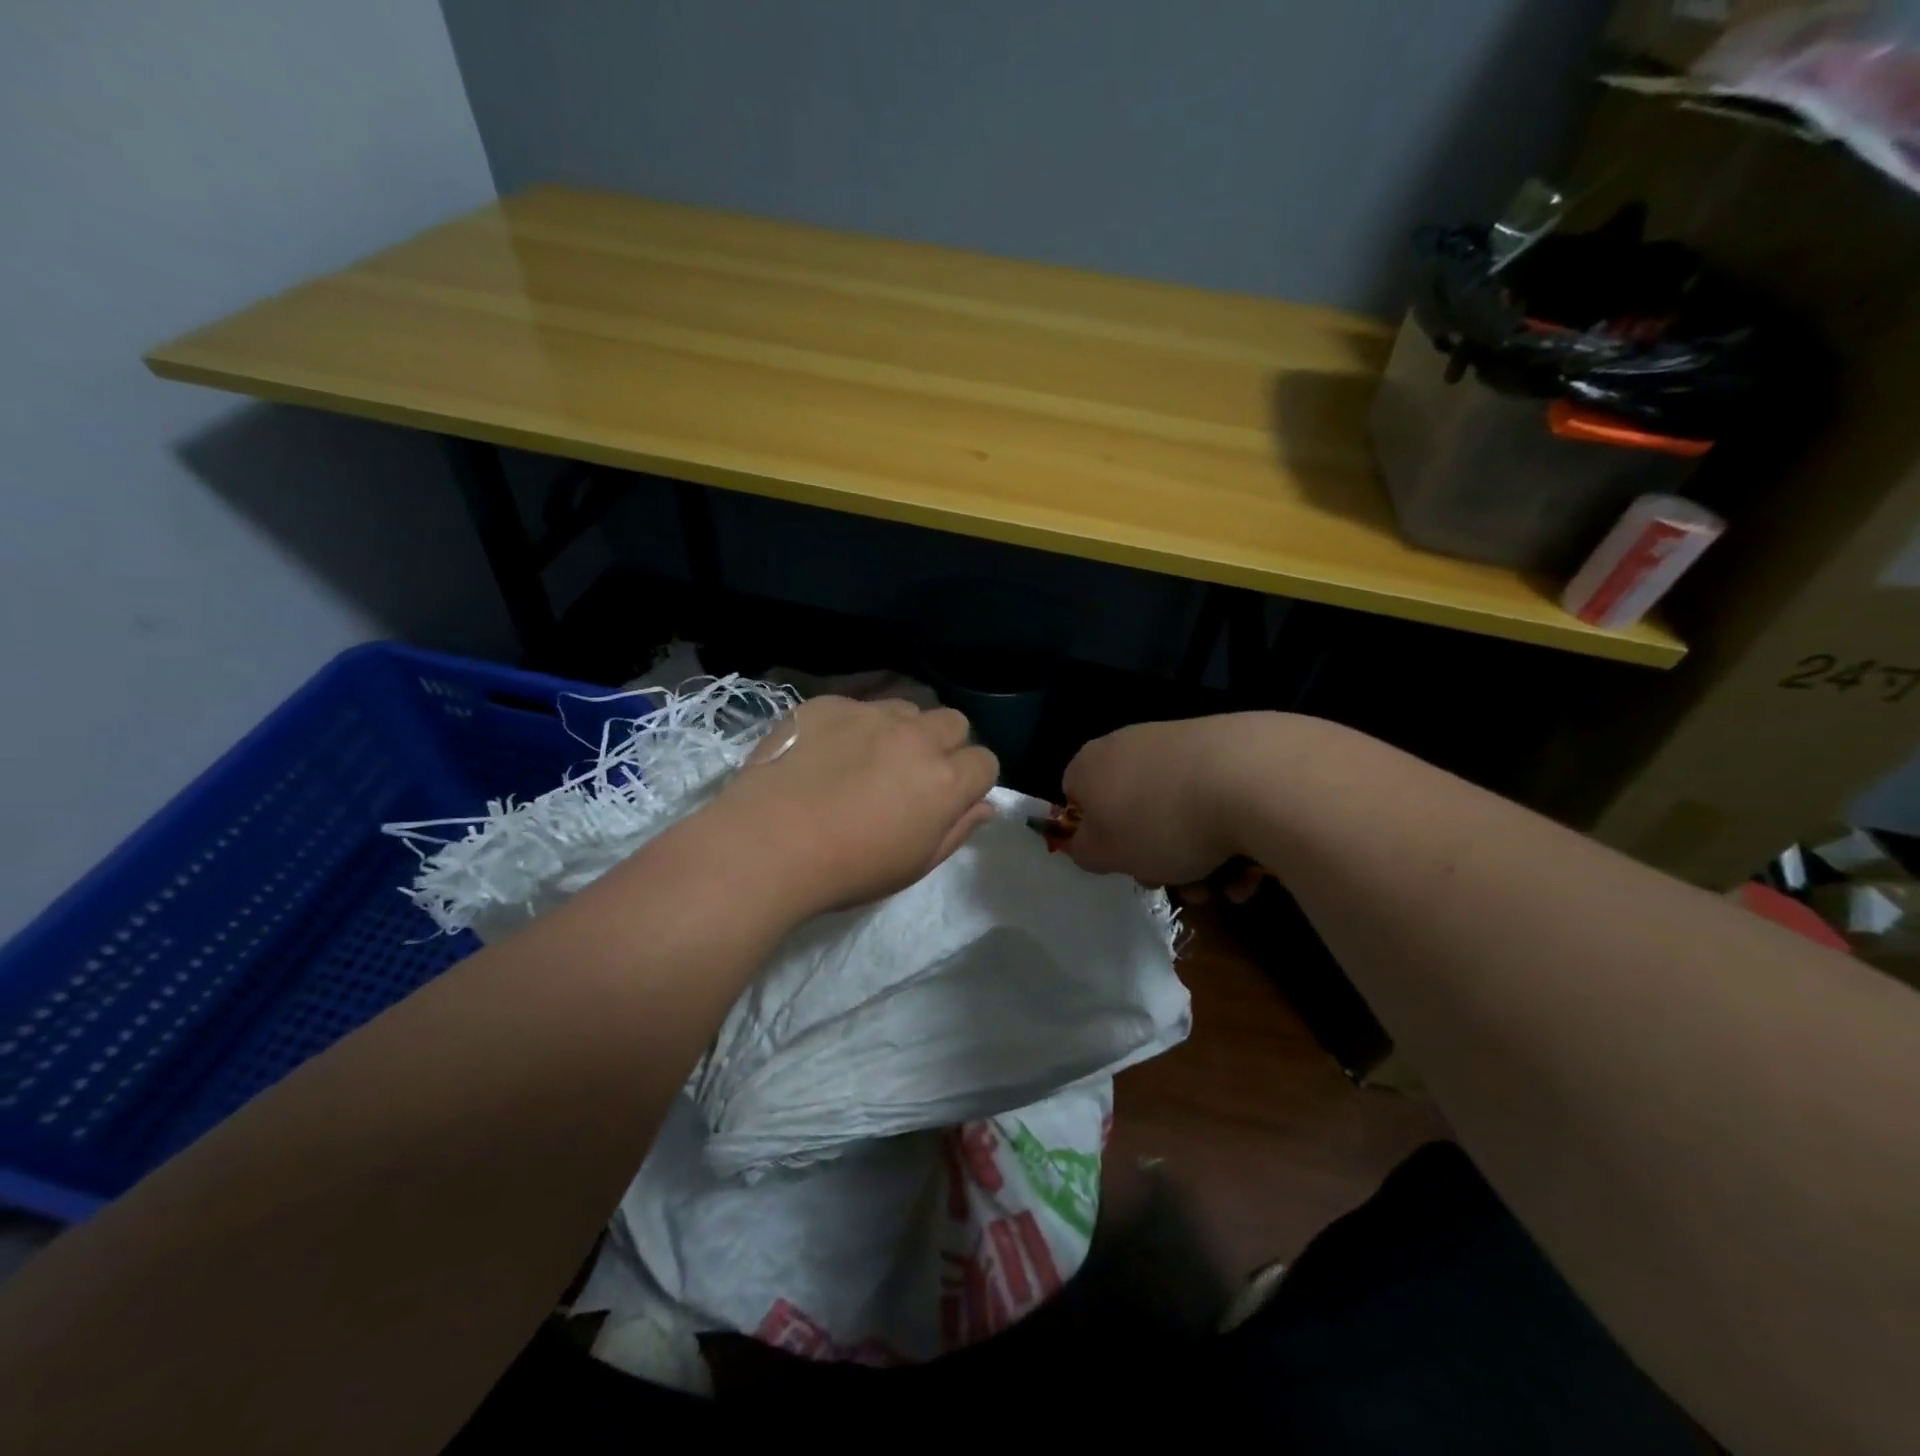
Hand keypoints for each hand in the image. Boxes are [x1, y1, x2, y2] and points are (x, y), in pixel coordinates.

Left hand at [708, 696, 998, 916]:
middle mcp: (917, 736)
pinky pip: (857, 705)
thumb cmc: (849, 868)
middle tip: (911, 776)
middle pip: (953, 723)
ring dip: (901, 730)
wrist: (768, 843)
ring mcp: (870, 714)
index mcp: (946, 779)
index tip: (948, 799)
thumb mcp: (914, 864)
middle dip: (944, 746)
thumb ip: (958, 830)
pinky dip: (853, 725)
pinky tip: (825, 752)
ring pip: (906, 708)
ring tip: (868, 759)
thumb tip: (985, 806)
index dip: (971, 781)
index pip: (986, 761)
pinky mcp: (829, 704)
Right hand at [1061, 715, 1269, 885]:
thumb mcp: (1104, 852)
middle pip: (1132, 810)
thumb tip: (1089, 841)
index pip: (1076, 797)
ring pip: (1178, 812)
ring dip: (1195, 857)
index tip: (1119, 862)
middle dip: (1153, 855)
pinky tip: (1247, 867)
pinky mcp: (1230, 749)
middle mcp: (1131, 745)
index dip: (1094, 835)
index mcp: (1092, 763)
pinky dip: (1228, 837)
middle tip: (1173, 883)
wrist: (1250, 778)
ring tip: (1220, 885)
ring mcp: (1182, 743)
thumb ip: (1085, 850)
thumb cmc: (1159, 821)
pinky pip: (1218, 802)